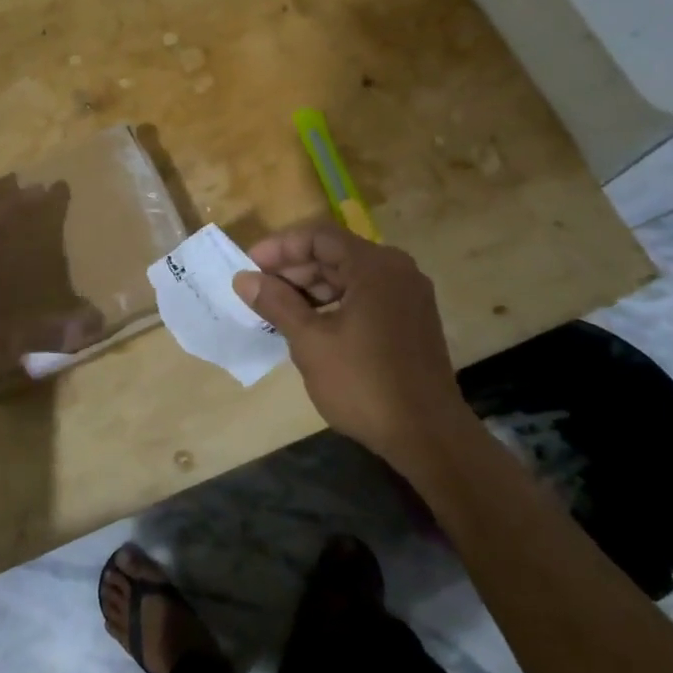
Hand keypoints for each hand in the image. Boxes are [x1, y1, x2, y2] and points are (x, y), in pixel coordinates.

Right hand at [232, 222, 464, 465]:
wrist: (428, 436)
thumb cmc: (364, 383)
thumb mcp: (310, 342)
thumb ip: (276, 303)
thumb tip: (244, 279)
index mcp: (375, 266)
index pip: (319, 236)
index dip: (280, 247)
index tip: (249, 266)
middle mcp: (397, 270)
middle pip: (335, 253)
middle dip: (294, 268)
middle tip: (259, 291)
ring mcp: (408, 296)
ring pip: (350, 276)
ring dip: (312, 287)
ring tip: (278, 310)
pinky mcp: (411, 320)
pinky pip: (365, 296)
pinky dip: (335, 303)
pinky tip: (310, 325)